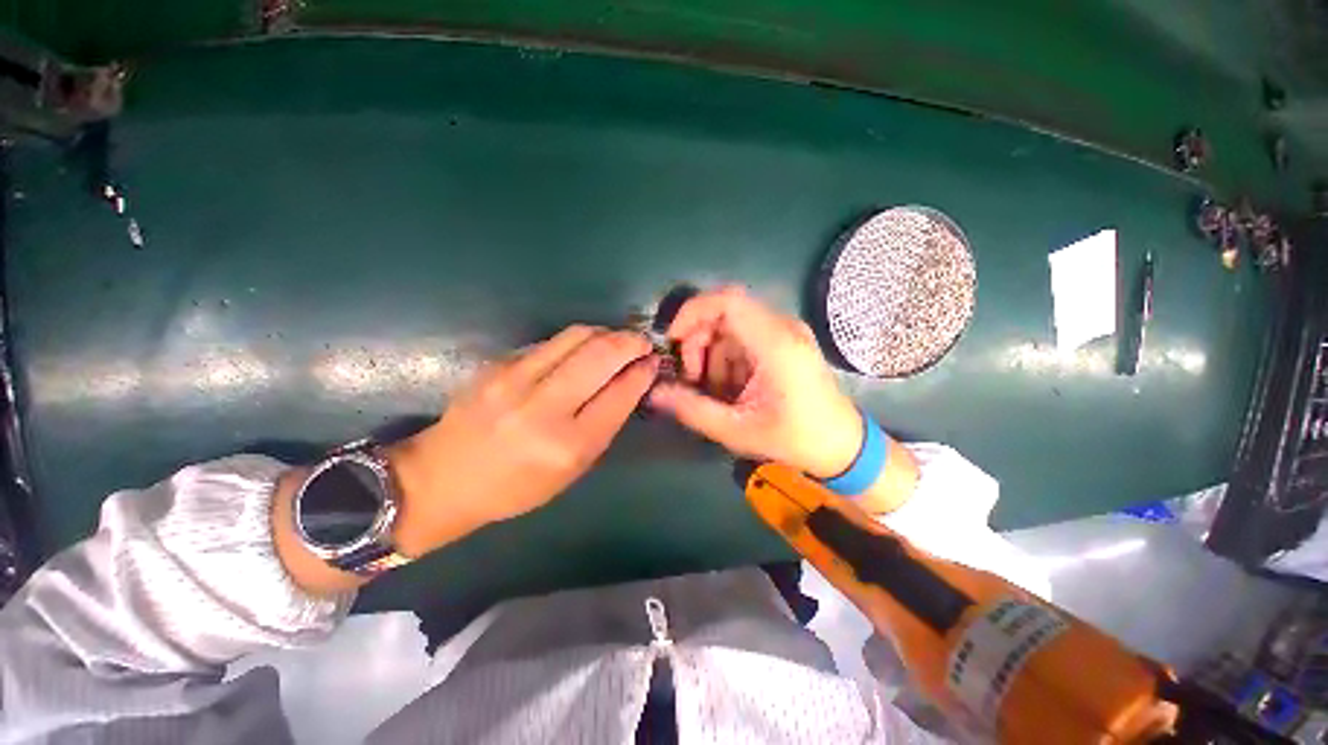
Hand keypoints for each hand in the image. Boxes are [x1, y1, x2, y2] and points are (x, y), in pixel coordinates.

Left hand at [387, 326, 657, 557]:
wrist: (443, 479)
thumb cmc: (517, 487)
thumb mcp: (573, 469)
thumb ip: (605, 424)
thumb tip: (629, 382)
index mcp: (568, 445)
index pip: (619, 393)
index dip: (642, 372)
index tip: (653, 362)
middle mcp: (543, 408)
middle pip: (600, 355)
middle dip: (630, 342)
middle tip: (642, 343)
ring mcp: (515, 379)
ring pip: (576, 336)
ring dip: (606, 333)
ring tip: (616, 340)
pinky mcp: (498, 363)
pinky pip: (551, 342)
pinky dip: (577, 340)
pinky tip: (583, 349)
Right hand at [647, 286, 861, 478]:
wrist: (842, 445)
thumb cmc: (794, 439)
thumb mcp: (737, 430)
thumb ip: (692, 409)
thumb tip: (654, 392)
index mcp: (775, 343)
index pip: (727, 301)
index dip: (692, 312)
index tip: (674, 340)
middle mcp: (783, 327)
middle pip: (724, 312)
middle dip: (698, 342)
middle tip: (693, 378)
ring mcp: (786, 331)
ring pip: (730, 326)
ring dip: (712, 354)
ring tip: (718, 390)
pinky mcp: (785, 340)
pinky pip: (744, 336)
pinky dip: (728, 357)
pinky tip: (733, 386)